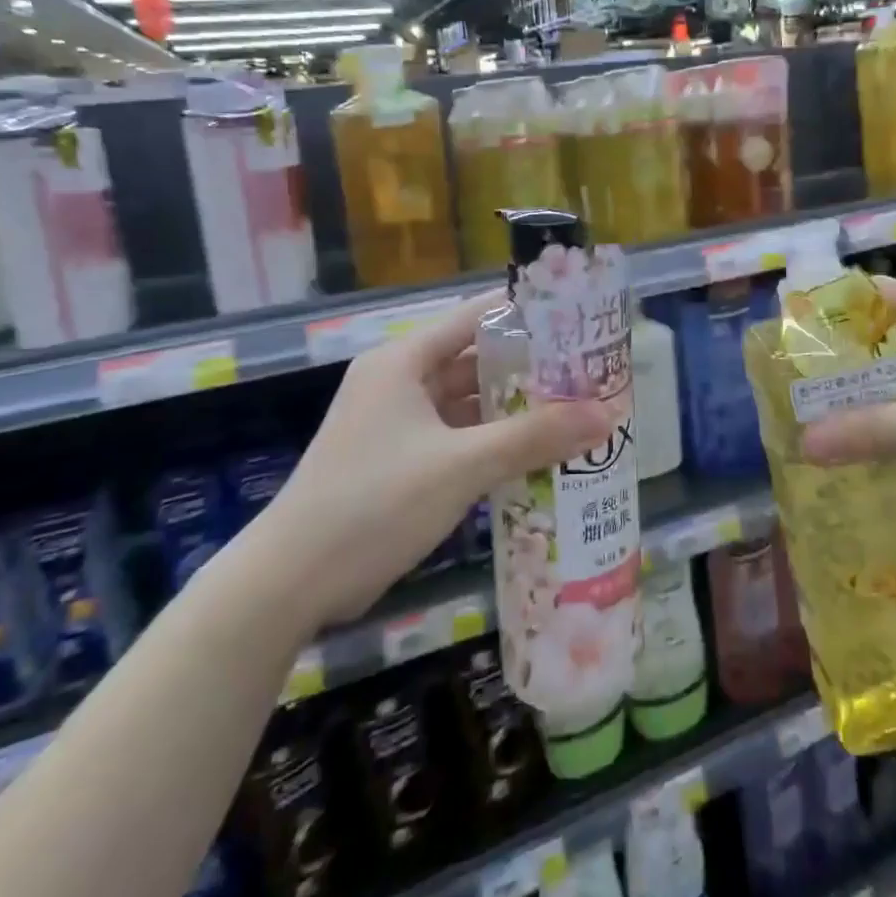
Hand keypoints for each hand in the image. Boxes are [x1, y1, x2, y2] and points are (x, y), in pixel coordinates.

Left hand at [243, 294, 621, 625]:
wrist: (290, 582)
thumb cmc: (374, 503)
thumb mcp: (461, 466)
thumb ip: (534, 437)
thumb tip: (606, 415)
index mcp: (404, 362)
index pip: (476, 316)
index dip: (527, 314)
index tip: (579, 321)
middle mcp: (399, 383)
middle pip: (475, 361)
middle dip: (530, 367)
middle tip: (589, 374)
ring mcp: (397, 424)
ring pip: (467, 404)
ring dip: (513, 409)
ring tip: (574, 411)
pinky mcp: (398, 462)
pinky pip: (457, 438)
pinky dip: (491, 443)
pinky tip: (535, 455)